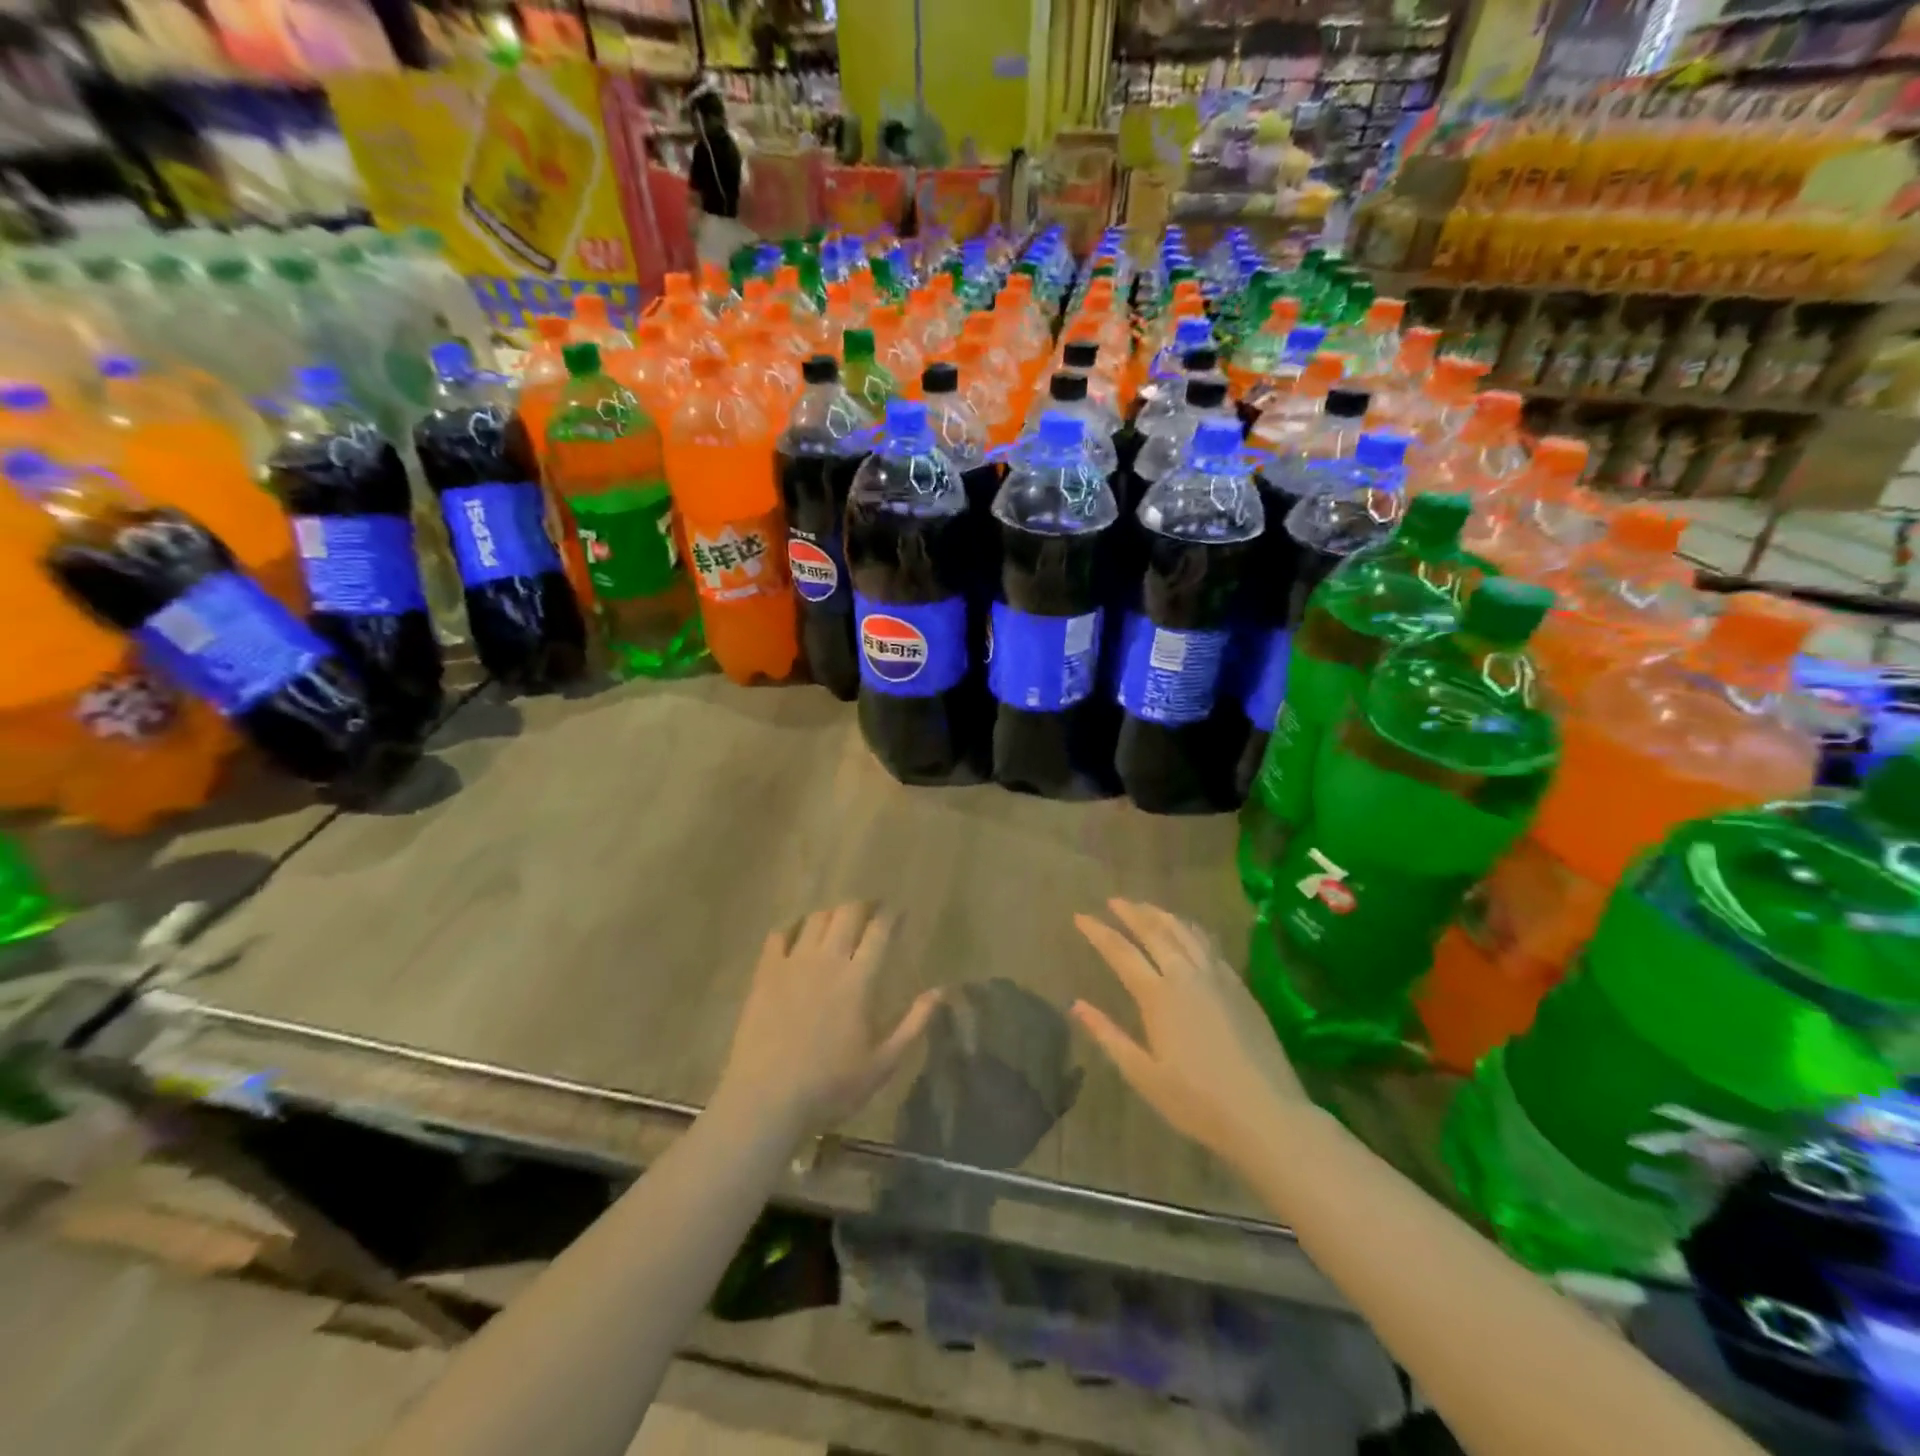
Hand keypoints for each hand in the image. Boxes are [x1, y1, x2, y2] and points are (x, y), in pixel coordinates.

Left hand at [716, 904, 940, 1139]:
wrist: (765, 1100)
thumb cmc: (830, 1087)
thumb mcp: (883, 1064)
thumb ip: (914, 1023)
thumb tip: (941, 991)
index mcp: (859, 979)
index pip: (880, 931)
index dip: (892, 915)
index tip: (899, 911)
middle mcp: (827, 960)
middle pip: (847, 913)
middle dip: (863, 906)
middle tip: (872, 912)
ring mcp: (792, 963)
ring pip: (815, 919)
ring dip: (832, 914)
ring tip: (838, 922)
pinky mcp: (764, 973)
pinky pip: (779, 935)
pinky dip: (792, 928)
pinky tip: (797, 937)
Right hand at [1071, 899, 1308, 1171]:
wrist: (1267, 1114)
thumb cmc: (1198, 1102)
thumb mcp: (1143, 1075)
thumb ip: (1108, 1036)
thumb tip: (1076, 1005)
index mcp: (1157, 996)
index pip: (1120, 951)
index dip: (1098, 931)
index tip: (1080, 916)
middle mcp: (1186, 975)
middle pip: (1154, 931)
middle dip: (1130, 912)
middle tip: (1113, 900)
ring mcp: (1216, 976)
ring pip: (1184, 931)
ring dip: (1160, 915)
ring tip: (1145, 907)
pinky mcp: (1239, 985)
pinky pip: (1208, 943)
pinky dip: (1190, 929)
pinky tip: (1186, 930)